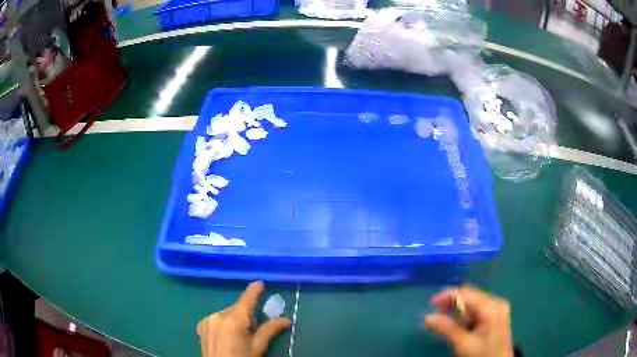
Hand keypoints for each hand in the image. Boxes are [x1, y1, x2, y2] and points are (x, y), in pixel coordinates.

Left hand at [197, 281, 290, 356]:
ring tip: (239, 336)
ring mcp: (207, 320)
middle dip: (246, 314)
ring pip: (226, 313)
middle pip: (237, 308)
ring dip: (235, 319)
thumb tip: (286, 319)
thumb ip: (269, 331)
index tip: (260, 282)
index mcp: (233, 321)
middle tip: (253, 329)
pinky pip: (217, 319)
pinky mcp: (201, 326)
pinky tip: (226, 336)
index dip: (254, 290)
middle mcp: (217, 316)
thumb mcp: (257, 348)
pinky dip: (224, 323)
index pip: (246, 300)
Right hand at [424, 286, 512, 356]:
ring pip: (473, 303)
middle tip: (437, 317)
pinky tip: (464, 329)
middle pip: (470, 296)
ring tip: (453, 331)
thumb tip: (427, 317)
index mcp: (491, 308)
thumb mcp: (463, 344)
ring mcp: (498, 307)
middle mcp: (496, 302)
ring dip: (460, 314)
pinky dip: (467, 317)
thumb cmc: (482, 355)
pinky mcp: (496, 313)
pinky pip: (477, 309)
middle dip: (453, 305)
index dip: (448, 295)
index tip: (431, 303)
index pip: (467, 293)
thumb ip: (446, 329)